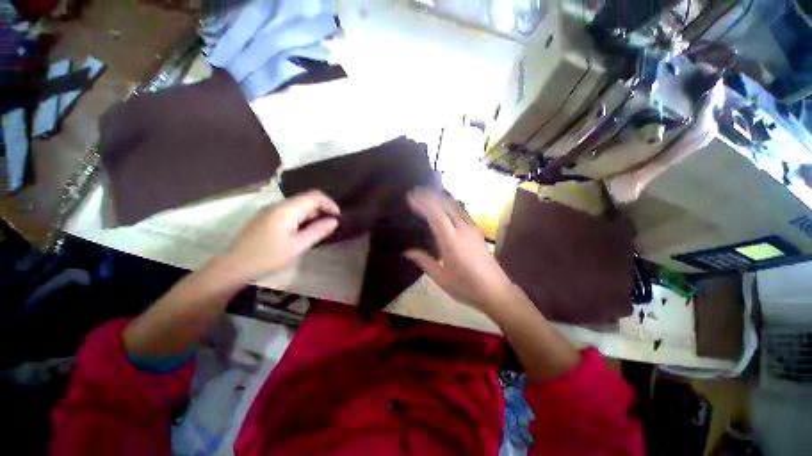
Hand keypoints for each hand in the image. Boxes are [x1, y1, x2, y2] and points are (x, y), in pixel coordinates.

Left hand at [220, 190, 339, 280]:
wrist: (234, 267)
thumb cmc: (268, 257)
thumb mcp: (298, 246)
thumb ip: (318, 231)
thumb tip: (334, 220)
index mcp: (286, 209)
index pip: (315, 196)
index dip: (330, 204)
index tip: (338, 217)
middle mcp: (278, 205)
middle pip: (306, 199)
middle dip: (322, 210)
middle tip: (330, 227)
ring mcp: (270, 210)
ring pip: (299, 206)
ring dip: (312, 215)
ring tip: (319, 231)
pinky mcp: (266, 218)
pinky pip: (290, 212)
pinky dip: (302, 219)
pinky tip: (303, 232)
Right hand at [405, 189, 515, 310]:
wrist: (496, 291)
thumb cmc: (466, 286)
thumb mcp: (441, 277)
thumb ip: (424, 261)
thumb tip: (407, 252)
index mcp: (450, 240)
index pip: (435, 214)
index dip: (423, 203)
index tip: (411, 197)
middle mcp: (462, 230)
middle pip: (446, 206)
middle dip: (431, 196)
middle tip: (417, 192)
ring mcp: (472, 229)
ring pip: (456, 207)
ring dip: (442, 198)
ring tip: (430, 194)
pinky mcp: (478, 232)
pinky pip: (463, 213)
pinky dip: (452, 206)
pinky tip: (448, 207)